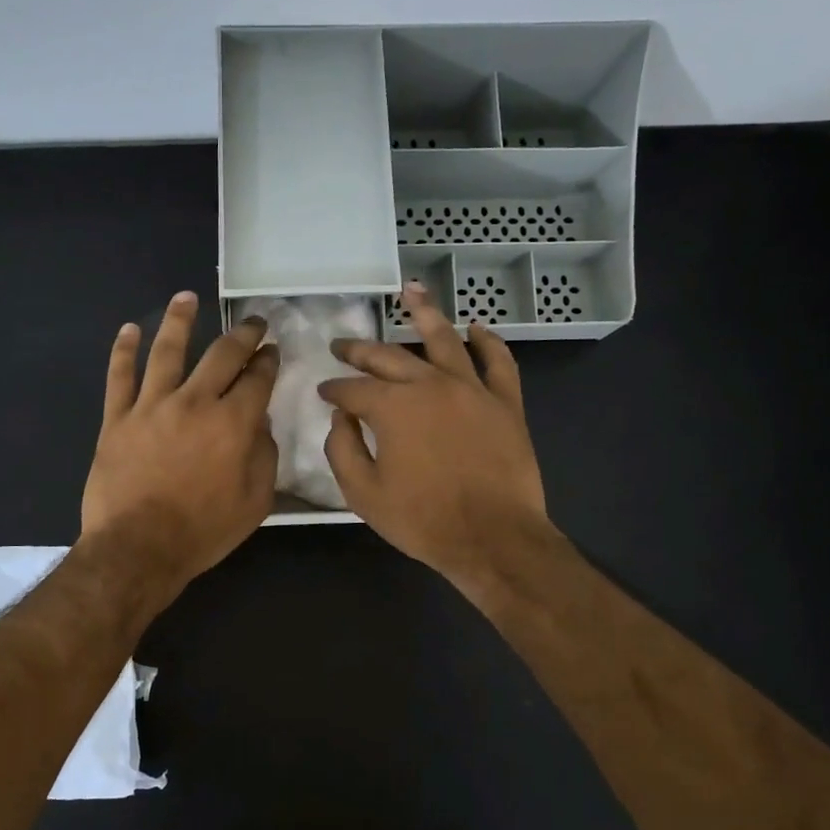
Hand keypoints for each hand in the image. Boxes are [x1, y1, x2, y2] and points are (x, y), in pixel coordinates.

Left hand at [81, 292, 279, 600]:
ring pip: (167, 351)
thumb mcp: (255, 502)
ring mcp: (152, 406)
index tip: (272, 351)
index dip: (268, 361)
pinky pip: (119, 376)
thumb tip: (260, 424)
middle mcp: (195, 402)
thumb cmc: (203, 531)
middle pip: (222, 355)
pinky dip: (123, 350)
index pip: (258, 379)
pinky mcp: (117, 418)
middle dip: (242, 334)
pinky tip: (129, 329)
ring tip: (186, 297)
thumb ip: (263, 456)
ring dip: (179, 320)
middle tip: (252, 322)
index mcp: (234, 423)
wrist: (138, 548)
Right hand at [320, 282, 548, 593]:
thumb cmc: (423, 520)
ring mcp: (472, 389)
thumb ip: (343, 450)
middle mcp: (430, 385)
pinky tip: (477, 328)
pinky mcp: (505, 403)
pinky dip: (488, 342)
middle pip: (389, 357)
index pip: (353, 389)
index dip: (334, 390)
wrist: (494, 538)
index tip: (323, 393)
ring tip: (411, 291)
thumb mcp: (364, 493)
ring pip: (445, 339)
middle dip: (360, 350)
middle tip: (341, 345)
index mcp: (393, 407)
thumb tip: (341, 419)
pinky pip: (499, 362)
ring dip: (425, 312)